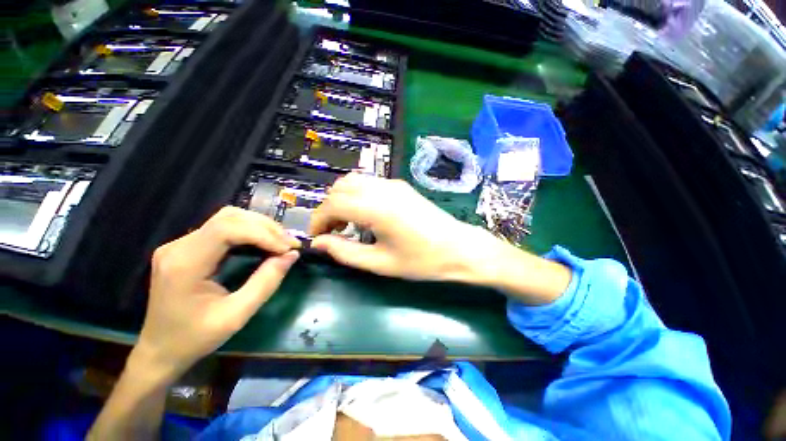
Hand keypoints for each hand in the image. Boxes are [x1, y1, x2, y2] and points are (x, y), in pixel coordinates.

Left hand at [135, 207, 300, 380]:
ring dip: (259, 227)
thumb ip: (266, 282)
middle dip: (265, 227)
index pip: (227, 229)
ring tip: (280, 242)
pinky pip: (223, 228)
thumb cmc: (195, 338)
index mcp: (185, 263)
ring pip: (228, 218)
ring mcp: (181, 244)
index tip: (287, 249)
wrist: (160, 350)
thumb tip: (292, 255)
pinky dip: (249, 231)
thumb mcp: (236, 316)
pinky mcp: (188, 247)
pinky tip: (263, 242)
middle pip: (229, 218)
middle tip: (289, 244)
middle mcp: (179, 246)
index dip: (263, 234)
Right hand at [310, 174, 570, 303]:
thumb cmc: (422, 261)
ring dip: (342, 200)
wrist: (459, 248)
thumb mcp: (381, 263)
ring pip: (353, 181)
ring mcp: (393, 184)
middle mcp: (382, 189)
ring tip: (347, 224)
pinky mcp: (401, 186)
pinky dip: (357, 195)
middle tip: (333, 233)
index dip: (318, 220)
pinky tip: (365, 214)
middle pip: (340, 188)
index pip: (333, 204)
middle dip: (328, 209)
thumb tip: (319, 243)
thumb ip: (345, 252)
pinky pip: (369, 183)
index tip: (317, 238)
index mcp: (376, 208)